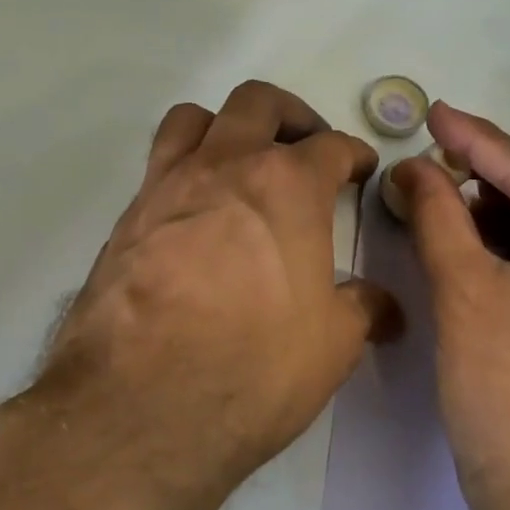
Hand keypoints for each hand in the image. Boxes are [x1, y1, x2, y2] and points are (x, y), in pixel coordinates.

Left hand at [38, 81, 400, 498]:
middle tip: (306, 150)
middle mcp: (226, 166)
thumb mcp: (333, 345)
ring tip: (242, 163)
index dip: (355, 154)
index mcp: (288, 185)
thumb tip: (382, 305)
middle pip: (258, 103)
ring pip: (195, 117)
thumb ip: (362, 310)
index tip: (362, 170)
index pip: (332, 146)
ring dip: (227, 127)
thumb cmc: (254, 367)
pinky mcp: (127, 217)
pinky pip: (159, 164)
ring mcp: (168, 186)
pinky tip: (197, 214)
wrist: (139, 406)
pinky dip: (185, 168)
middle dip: (292, 116)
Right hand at [392, 102, 509, 509]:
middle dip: (496, 169)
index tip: (434, 113)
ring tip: (447, 199)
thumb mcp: (465, 295)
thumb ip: (439, 217)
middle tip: (437, 155)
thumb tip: (412, 166)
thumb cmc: (506, 399)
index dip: (480, 140)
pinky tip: (477, 239)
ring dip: (505, 203)